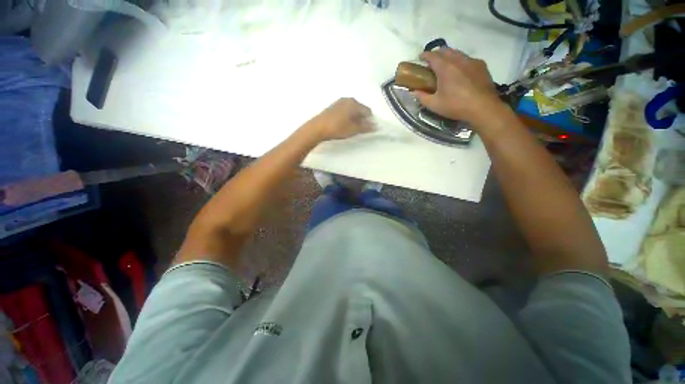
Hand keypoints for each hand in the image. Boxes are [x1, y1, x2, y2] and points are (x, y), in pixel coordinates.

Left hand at [308, 98, 373, 140]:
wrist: (317, 128)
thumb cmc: (337, 128)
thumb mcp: (353, 129)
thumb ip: (365, 127)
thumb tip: (376, 126)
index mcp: (354, 103)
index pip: (368, 111)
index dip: (369, 120)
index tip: (367, 129)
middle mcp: (347, 99)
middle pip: (360, 109)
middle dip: (362, 118)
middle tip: (359, 129)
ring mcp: (339, 102)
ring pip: (352, 109)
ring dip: (354, 118)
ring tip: (351, 128)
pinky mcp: (333, 106)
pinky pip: (345, 110)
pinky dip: (347, 116)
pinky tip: (344, 125)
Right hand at [414, 48, 503, 125]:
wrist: (482, 107)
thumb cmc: (455, 106)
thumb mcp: (434, 104)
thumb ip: (422, 97)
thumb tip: (413, 92)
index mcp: (445, 67)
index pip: (432, 56)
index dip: (424, 55)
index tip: (420, 57)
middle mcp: (458, 60)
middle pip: (446, 50)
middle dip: (437, 53)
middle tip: (432, 62)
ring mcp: (471, 61)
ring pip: (457, 53)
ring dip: (449, 56)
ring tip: (445, 65)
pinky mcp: (481, 65)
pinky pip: (468, 59)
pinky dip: (460, 61)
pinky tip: (460, 70)